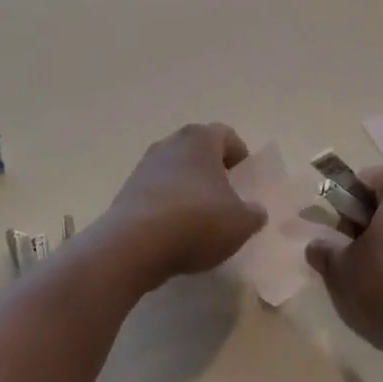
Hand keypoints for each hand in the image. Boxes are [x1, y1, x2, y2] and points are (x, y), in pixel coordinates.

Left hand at [106, 123, 266, 285]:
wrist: (134, 244)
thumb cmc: (196, 221)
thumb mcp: (241, 223)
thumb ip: (254, 213)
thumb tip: (254, 210)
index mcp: (201, 139)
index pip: (227, 136)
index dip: (241, 158)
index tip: (246, 184)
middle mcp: (171, 142)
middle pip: (200, 152)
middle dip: (214, 173)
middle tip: (226, 202)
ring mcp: (145, 165)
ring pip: (177, 172)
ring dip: (189, 190)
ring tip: (200, 223)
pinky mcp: (128, 190)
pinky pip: (157, 193)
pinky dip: (168, 207)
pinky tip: (174, 234)